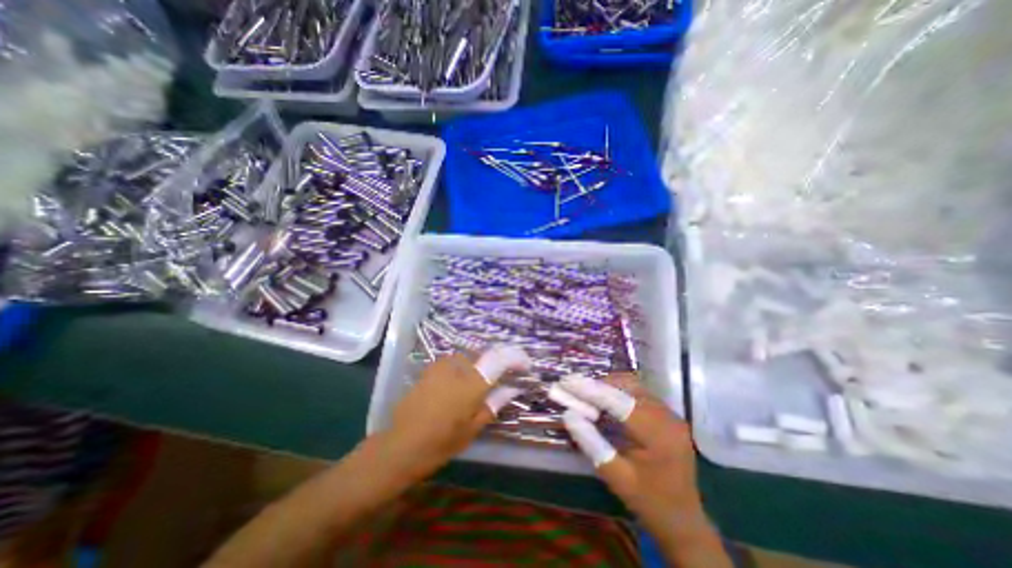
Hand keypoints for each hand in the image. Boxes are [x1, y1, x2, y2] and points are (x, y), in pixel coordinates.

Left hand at [383, 347, 531, 479]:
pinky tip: (457, 388)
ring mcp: (442, 365)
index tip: (525, 365)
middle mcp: (458, 366)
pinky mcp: (431, 368)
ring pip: (470, 359)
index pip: (500, 359)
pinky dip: (464, 370)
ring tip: (476, 389)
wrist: (400, 445)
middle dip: (496, 367)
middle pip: (485, 357)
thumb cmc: (441, 442)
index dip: (516, 357)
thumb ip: (494, 403)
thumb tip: (513, 388)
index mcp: (472, 383)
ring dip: (478, 368)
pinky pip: (455, 363)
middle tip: (499, 384)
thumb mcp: (473, 428)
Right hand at [562, 375, 727, 564]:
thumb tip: (568, 414)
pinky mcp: (667, 414)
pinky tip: (606, 405)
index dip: (590, 389)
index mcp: (657, 435)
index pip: (619, 401)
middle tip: (575, 392)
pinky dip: (618, 393)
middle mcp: (667, 416)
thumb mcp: (616, 477)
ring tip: (587, 398)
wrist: (684, 521)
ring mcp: (670, 413)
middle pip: (627, 386)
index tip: (567, 381)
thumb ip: (591, 443)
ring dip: (608, 387)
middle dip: (598, 385)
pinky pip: (638, 393)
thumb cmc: (649, 502)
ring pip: (633, 385)